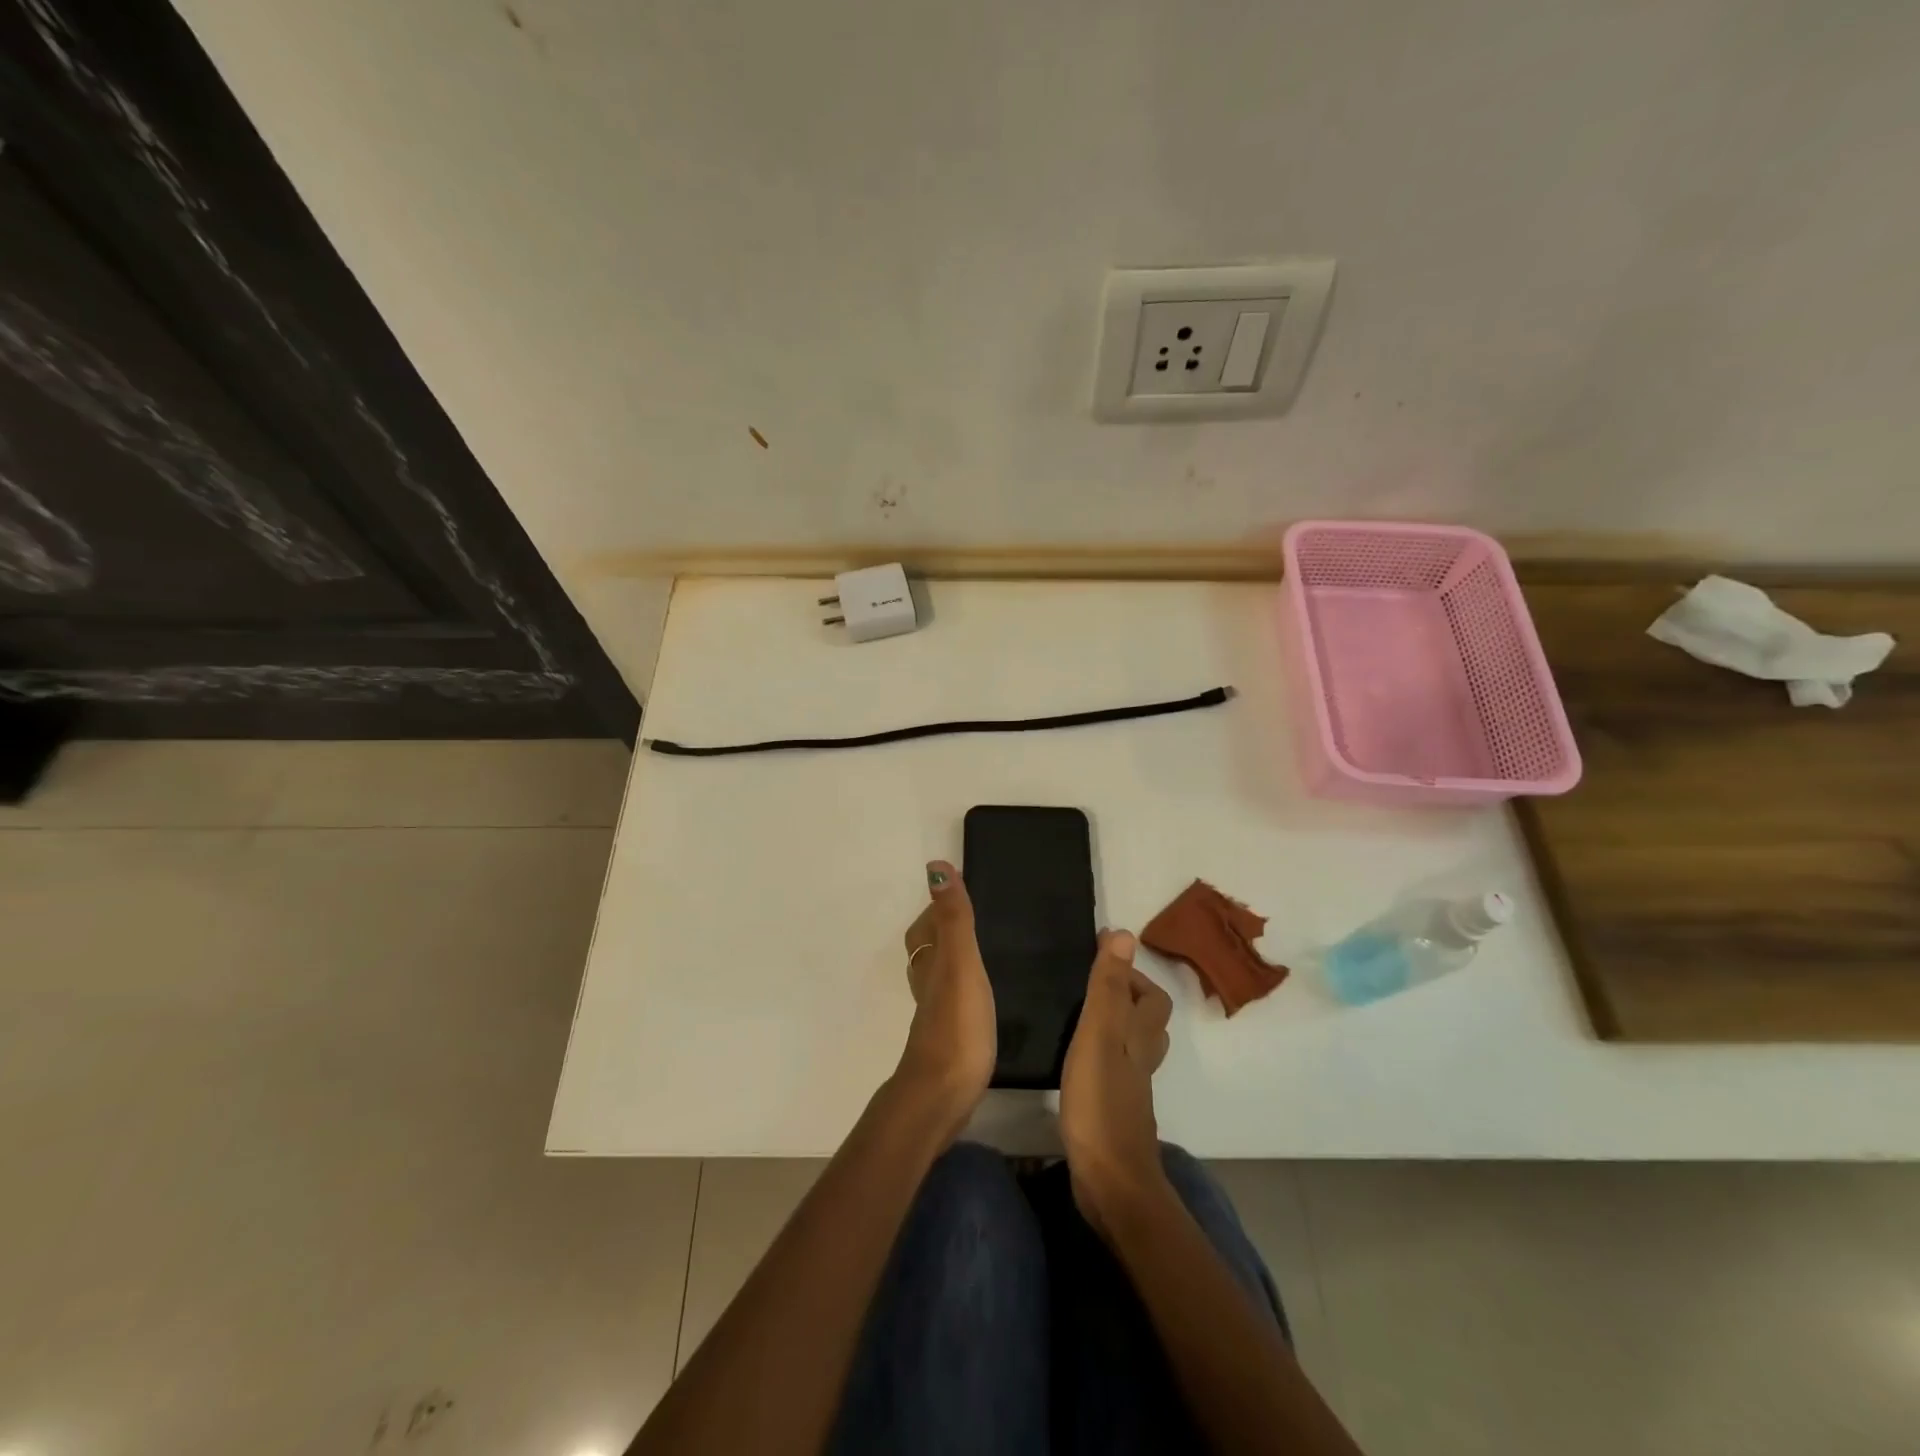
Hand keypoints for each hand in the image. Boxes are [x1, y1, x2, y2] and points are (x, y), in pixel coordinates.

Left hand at [892, 861, 995, 1135]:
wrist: (943, 1095)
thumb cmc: (956, 1024)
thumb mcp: (960, 963)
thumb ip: (954, 918)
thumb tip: (935, 866)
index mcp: (930, 963)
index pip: (925, 926)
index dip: (937, 909)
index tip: (960, 894)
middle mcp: (927, 984)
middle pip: (928, 950)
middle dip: (944, 932)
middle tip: (976, 920)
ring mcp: (936, 1014)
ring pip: (939, 976)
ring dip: (953, 961)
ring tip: (982, 953)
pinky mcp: (949, 1039)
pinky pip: (953, 1002)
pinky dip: (963, 990)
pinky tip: (981, 998)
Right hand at [1059, 930, 1173, 1237]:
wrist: (1111, 1181)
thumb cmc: (1101, 1102)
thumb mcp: (1098, 1035)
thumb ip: (1107, 988)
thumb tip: (1124, 935)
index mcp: (1139, 1036)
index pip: (1152, 997)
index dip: (1132, 975)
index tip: (1100, 956)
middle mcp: (1141, 1059)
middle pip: (1148, 1022)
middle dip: (1126, 998)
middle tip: (1089, 985)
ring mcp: (1130, 1088)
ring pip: (1132, 1046)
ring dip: (1116, 1026)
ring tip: (1082, 1014)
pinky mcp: (1114, 1112)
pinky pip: (1115, 1070)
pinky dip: (1103, 1055)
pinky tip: (1078, 1060)